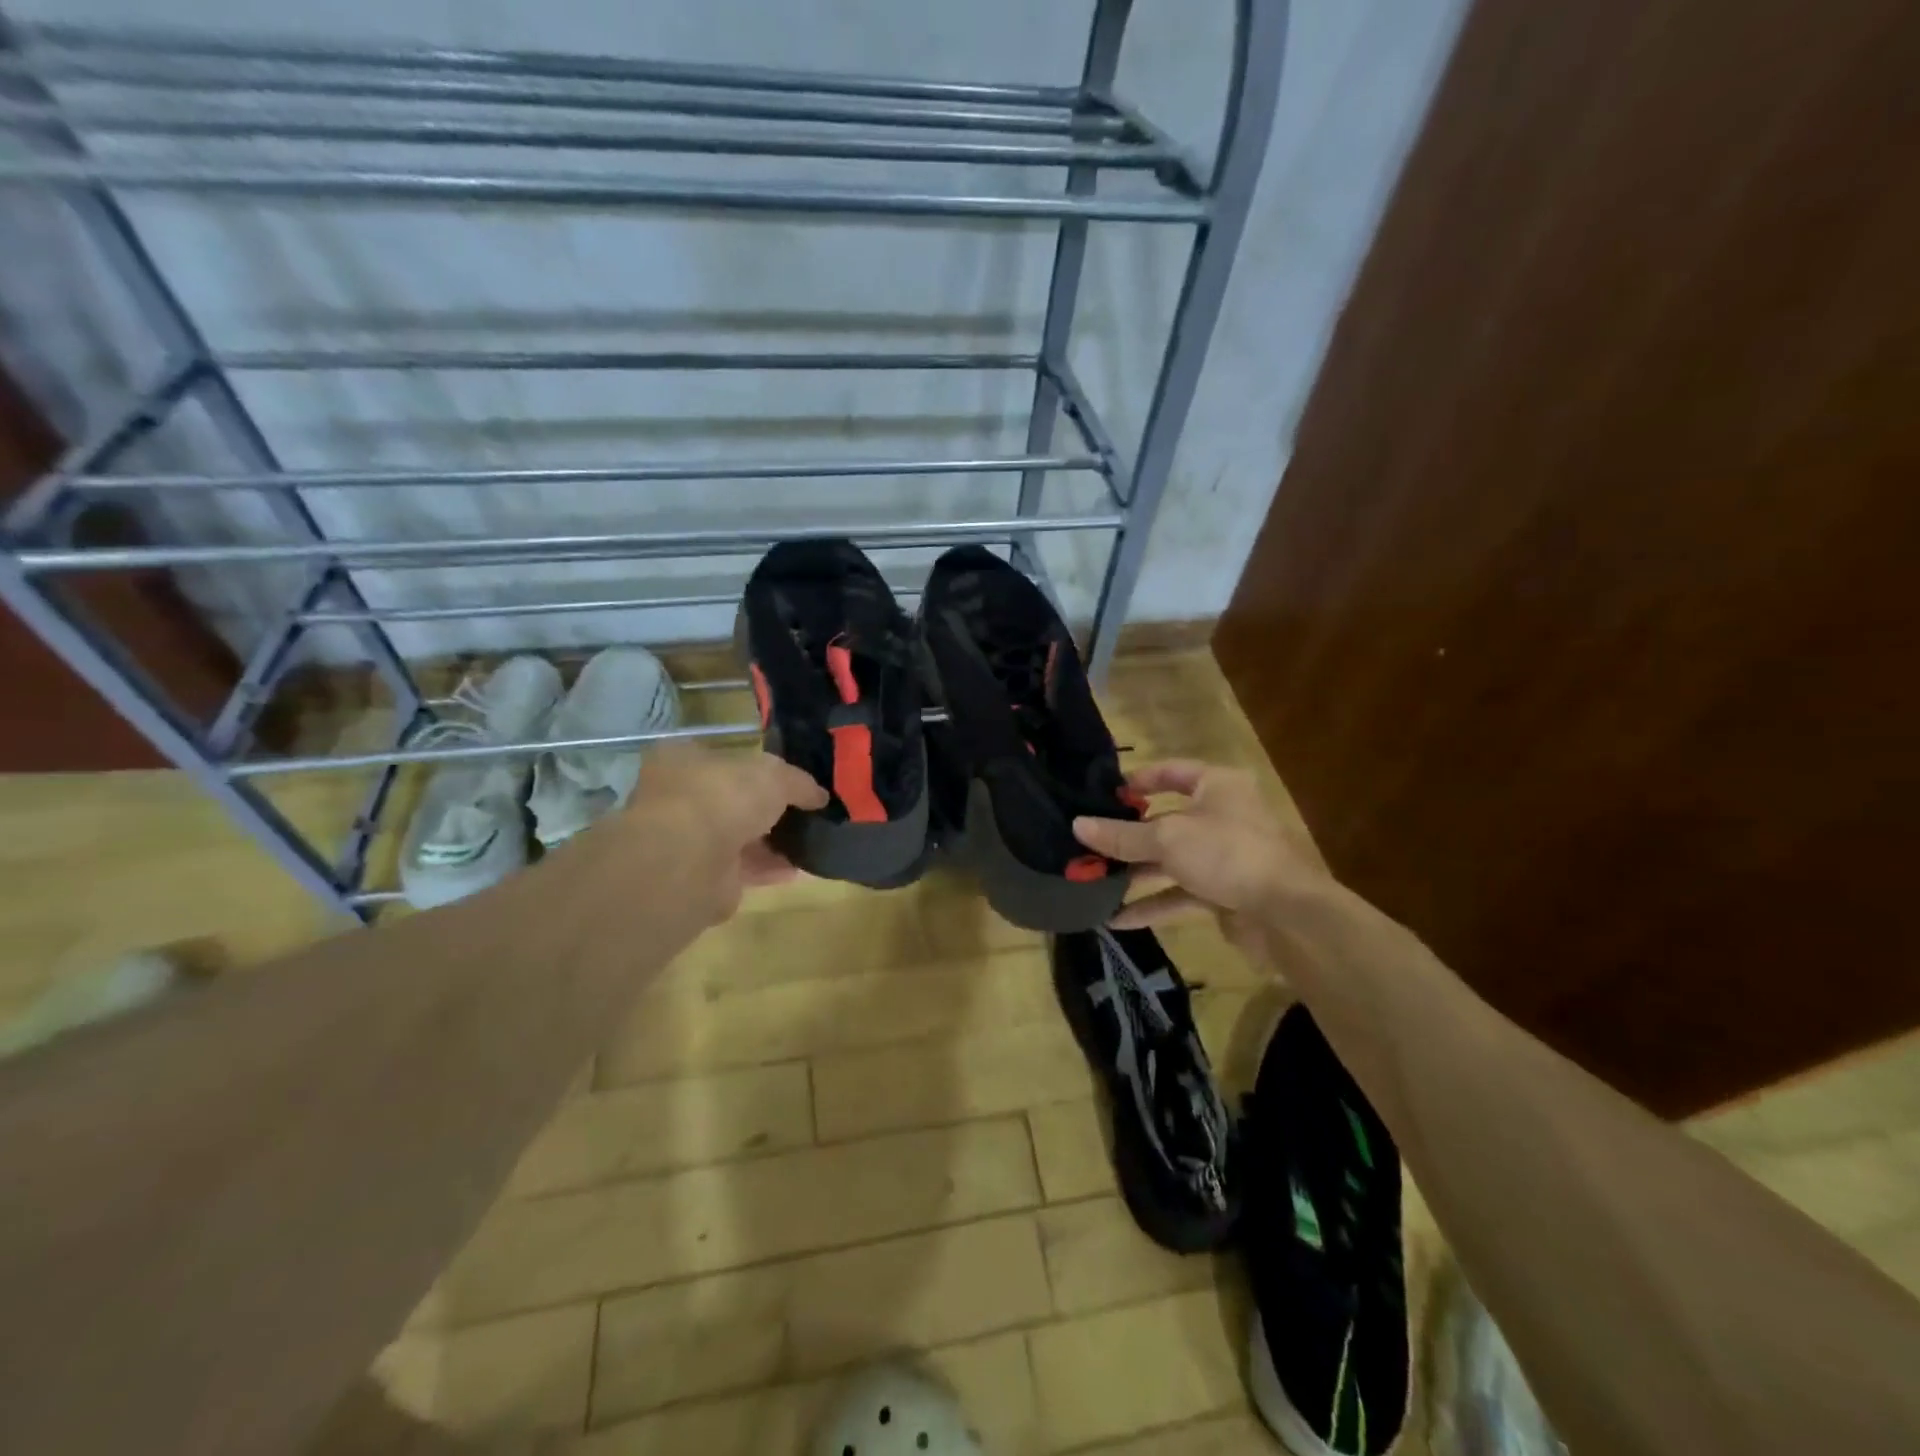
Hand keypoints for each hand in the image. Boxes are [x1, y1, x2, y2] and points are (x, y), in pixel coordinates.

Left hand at [626, 747, 827, 922]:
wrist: (690, 861)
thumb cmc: (725, 797)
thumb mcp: (775, 775)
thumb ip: (799, 782)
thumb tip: (819, 796)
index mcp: (683, 761)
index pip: (722, 758)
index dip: (755, 767)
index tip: (787, 779)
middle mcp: (677, 799)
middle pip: (731, 800)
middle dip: (765, 808)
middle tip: (802, 812)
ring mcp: (685, 841)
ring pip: (736, 838)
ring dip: (769, 842)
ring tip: (808, 842)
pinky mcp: (698, 878)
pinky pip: (741, 869)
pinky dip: (768, 869)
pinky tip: (799, 870)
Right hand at [1072, 760, 1329, 930]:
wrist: (1288, 915)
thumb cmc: (1227, 853)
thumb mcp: (1168, 838)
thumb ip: (1122, 835)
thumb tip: (1078, 825)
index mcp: (1216, 786)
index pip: (1170, 772)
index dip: (1137, 780)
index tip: (1102, 794)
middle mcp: (1220, 815)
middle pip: (1164, 820)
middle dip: (1126, 836)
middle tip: (1086, 843)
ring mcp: (1222, 856)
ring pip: (1169, 860)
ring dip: (1134, 873)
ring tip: (1093, 882)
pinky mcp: (1222, 892)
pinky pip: (1179, 894)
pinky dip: (1152, 904)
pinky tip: (1117, 919)